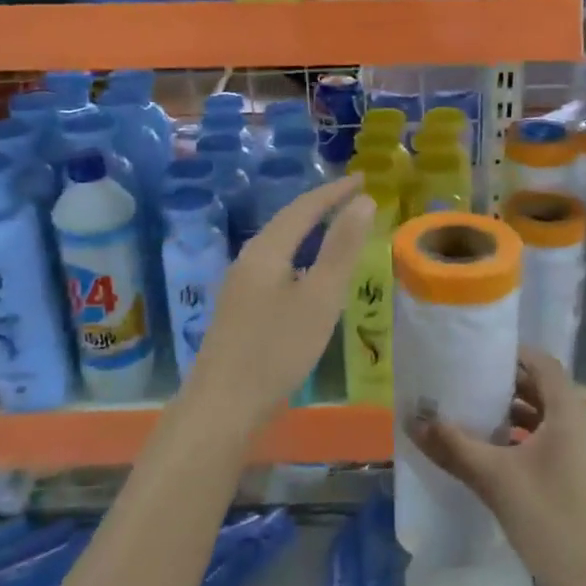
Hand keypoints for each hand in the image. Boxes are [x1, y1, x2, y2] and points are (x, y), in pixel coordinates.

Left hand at [187, 175, 373, 427]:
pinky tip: (307, 273)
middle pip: (287, 221)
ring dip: (308, 230)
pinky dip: (299, 255)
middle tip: (353, 197)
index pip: (304, 207)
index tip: (364, 178)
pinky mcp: (239, 308)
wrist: (222, 407)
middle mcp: (248, 259)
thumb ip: (342, 248)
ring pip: (279, 244)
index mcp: (266, 250)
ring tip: (335, 227)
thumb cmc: (277, 350)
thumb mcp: (320, 297)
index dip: (335, 191)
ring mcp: (239, 285)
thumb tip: (362, 201)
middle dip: (321, 205)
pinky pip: (274, 265)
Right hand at [411, 348, 585, 585]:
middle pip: (546, 390)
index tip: (477, 353)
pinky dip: (531, 441)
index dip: (511, 354)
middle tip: (468, 384)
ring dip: (518, 416)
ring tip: (478, 418)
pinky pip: (559, 444)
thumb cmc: (552, 522)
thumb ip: (455, 447)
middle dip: (508, 386)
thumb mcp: (496, 481)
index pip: (542, 363)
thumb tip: (413, 421)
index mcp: (570, 413)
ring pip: (552, 420)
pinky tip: (501, 459)